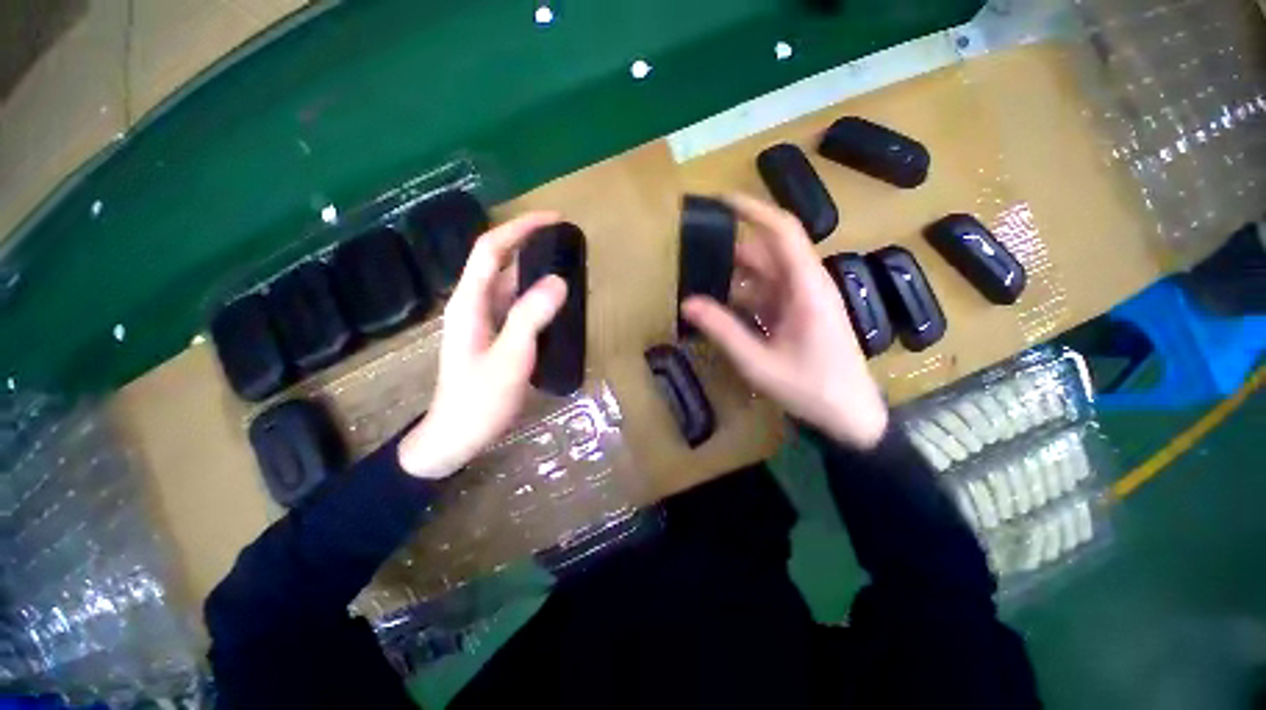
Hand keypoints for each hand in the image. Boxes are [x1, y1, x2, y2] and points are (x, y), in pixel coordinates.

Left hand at [397, 212, 567, 478]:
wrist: (457, 436)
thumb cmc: (479, 400)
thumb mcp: (509, 359)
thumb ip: (530, 318)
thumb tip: (558, 281)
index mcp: (469, 302)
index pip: (491, 249)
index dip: (520, 228)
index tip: (554, 219)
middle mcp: (473, 304)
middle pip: (500, 262)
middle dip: (531, 244)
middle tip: (568, 243)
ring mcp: (483, 321)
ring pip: (510, 284)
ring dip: (535, 270)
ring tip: (568, 267)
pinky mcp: (494, 335)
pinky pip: (516, 305)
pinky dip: (536, 295)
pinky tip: (556, 302)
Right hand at [681, 195, 888, 449]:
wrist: (850, 417)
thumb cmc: (811, 389)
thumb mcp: (760, 362)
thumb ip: (723, 331)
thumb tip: (688, 303)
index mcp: (806, 288)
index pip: (782, 232)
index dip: (754, 210)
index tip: (721, 201)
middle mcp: (807, 285)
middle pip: (768, 253)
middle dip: (732, 248)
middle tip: (694, 249)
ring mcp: (804, 300)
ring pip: (765, 275)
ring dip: (735, 275)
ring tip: (699, 276)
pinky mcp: (799, 315)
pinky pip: (767, 295)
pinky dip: (743, 296)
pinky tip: (720, 305)